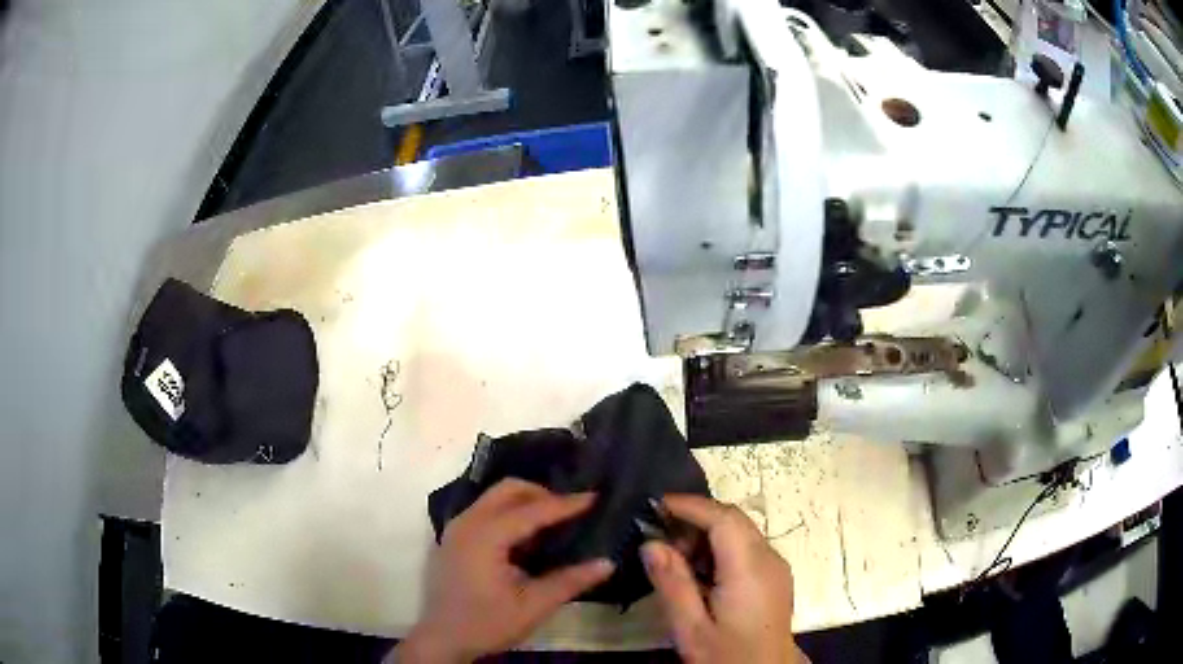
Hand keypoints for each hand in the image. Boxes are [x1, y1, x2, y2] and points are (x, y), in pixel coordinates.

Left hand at [395, 479, 614, 662]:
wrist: (442, 640)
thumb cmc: (486, 624)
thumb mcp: (532, 607)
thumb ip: (570, 581)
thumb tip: (607, 563)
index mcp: (485, 536)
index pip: (531, 510)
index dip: (565, 504)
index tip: (595, 497)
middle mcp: (467, 523)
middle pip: (508, 490)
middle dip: (542, 494)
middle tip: (572, 511)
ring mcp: (456, 529)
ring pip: (494, 498)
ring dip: (525, 503)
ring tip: (554, 522)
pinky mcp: (454, 538)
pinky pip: (485, 511)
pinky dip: (509, 514)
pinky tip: (526, 538)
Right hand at [641, 495, 805, 663]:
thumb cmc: (727, 655)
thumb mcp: (691, 628)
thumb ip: (672, 584)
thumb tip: (651, 544)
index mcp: (750, 568)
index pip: (723, 518)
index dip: (690, 505)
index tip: (655, 504)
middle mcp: (769, 558)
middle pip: (734, 520)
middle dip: (695, 520)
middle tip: (659, 538)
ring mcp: (776, 567)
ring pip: (741, 532)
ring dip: (706, 535)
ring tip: (674, 560)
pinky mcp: (775, 577)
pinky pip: (747, 547)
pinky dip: (720, 548)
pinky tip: (698, 573)